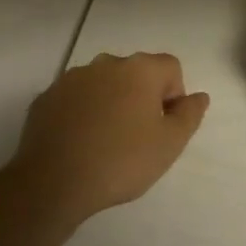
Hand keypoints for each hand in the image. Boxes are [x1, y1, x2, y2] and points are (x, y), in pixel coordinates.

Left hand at [7, 52, 209, 223]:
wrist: (51, 182)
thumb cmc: (121, 161)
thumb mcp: (169, 144)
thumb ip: (190, 115)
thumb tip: (199, 96)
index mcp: (140, 69)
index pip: (171, 68)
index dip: (174, 96)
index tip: (163, 127)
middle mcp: (106, 63)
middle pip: (136, 73)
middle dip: (141, 97)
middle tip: (137, 137)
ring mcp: (72, 78)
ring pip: (103, 84)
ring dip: (110, 103)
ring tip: (105, 142)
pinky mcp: (46, 97)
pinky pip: (75, 99)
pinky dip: (82, 113)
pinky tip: (79, 144)